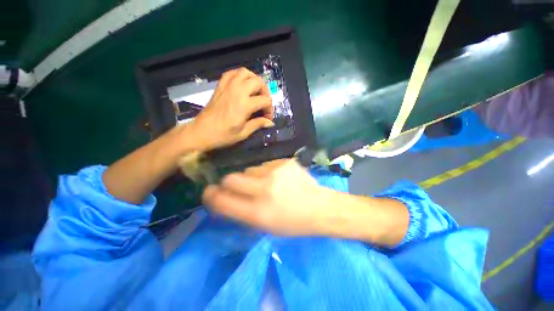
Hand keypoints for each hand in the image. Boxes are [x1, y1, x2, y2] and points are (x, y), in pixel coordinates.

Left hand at [188, 67, 273, 150]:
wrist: (201, 132)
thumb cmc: (223, 135)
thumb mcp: (243, 133)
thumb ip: (258, 124)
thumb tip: (270, 122)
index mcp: (245, 105)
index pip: (265, 101)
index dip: (270, 110)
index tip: (268, 118)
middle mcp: (238, 91)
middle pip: (258, 82)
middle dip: (265, 92)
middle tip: (264, 103)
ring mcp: (228, 86)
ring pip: (245, 72)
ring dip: (254, 80)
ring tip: (256, 91)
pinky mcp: (220, 86)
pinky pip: (232, 73)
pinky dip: (240, 76)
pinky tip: (242, 85)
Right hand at [203, 159, 326, 235]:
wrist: (318, 207)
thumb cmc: (292, 222)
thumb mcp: (264, 225)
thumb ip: (241, 211)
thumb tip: (222, 199)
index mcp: (258, 213)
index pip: (222, 201)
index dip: (211, 196)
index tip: (209, 192)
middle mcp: (264, 190)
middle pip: (231, 178)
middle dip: (229, 183)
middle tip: (237, 186)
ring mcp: (275, 172)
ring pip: (249, 169)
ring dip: (252, 177)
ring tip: (267, 184)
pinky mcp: (284, 162)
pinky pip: (265, 164)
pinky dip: (267, 171)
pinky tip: (279, 178)